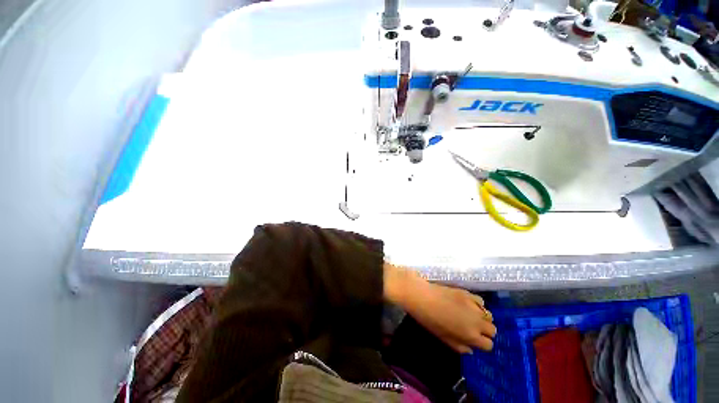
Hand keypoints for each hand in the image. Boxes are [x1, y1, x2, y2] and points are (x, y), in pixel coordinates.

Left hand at [384, 263, 496, 352]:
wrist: (421, 296)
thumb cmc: (429, 319)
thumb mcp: (443, 338)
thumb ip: (459, 346)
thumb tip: (471, 349)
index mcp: (471, 335)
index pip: (489, 345)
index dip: (481, 344)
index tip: (474, 341)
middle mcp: (477, 321)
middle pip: (492, 330)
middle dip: (485, 331)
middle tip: (472, 329)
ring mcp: (473, 305)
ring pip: (489, 315)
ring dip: (483, 318)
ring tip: (471, 316)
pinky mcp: (467, 293)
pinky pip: (481, 301)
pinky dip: (478, 305)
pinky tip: (468, 305)